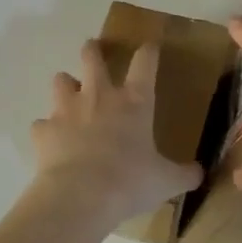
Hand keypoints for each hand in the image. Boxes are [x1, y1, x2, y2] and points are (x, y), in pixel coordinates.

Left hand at [30, 39, 203, 228]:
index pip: (144, 64)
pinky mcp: (43, 130)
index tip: (149, 46)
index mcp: (134, 103)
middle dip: (93, 50)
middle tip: (93, 50)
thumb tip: (199, 173)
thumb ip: (184, 174)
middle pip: (91, 57)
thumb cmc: (130, 182)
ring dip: (66, 84)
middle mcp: (99, 97)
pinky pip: (42, 124)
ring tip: (70, 95)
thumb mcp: (166, 182)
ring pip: (60, 80)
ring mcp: (66, 110)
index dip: (148, 52)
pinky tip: (52, 142)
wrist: (80, 196)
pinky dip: (48, 130)